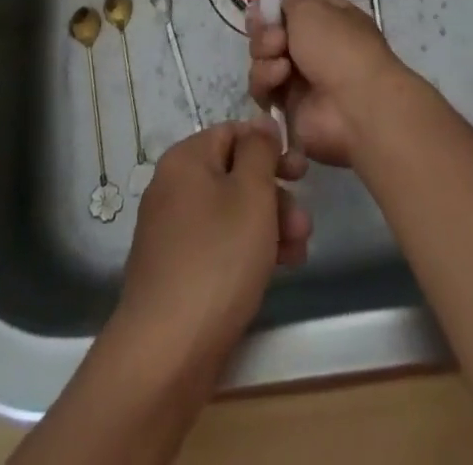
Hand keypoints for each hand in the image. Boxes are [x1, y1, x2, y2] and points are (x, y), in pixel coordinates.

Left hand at [115, 120, 310, 364]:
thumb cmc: (217, 258)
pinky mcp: (177, 270)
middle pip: (234, 175)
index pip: (233, 133)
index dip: (270, 149)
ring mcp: (172, 231)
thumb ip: (260, 151)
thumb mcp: (251, 193)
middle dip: (275, 196)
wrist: (167, 350)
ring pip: (231, 213)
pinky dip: (248, 250)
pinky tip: (277, 270)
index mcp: (185, 159)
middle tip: (305, 224)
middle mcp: (173, 187)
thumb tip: (261, 122)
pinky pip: (219, 244)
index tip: (301, 173)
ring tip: (299, 252)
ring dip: (269, 226)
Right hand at [245, 0, 408, 172]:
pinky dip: (267, 78)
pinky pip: (262, 85)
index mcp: (327, 15)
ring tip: (280, 56)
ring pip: (262, 55)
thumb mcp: (312, 6)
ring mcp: (299, 74)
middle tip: (272, 32)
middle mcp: (312, 43)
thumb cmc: (337, 46)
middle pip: (272, 27)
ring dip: (266, 52)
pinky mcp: (286, 103)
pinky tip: (280, 77)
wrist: (353, 106)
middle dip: (265, 27)